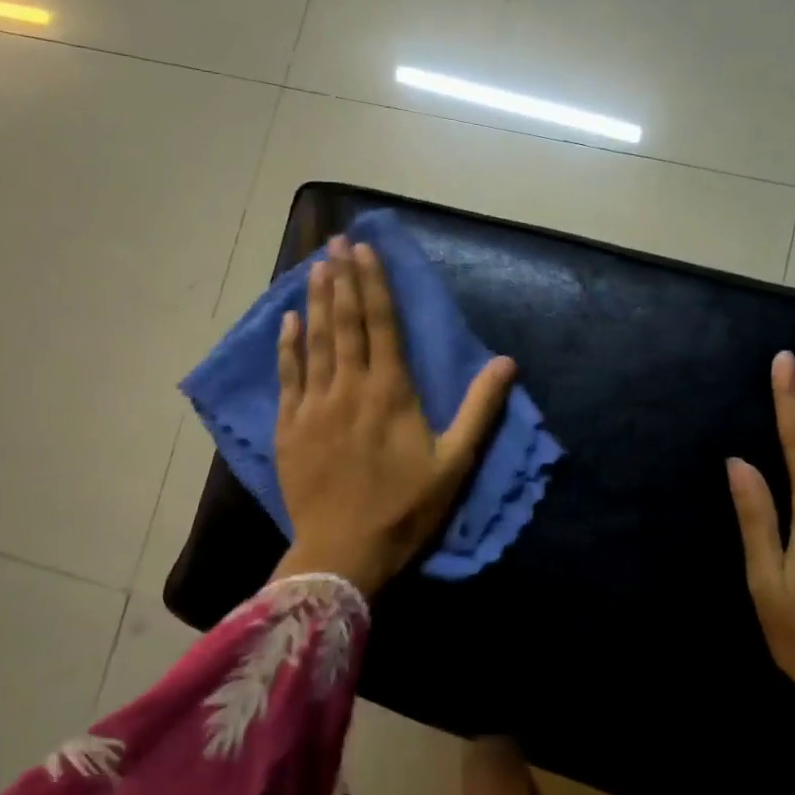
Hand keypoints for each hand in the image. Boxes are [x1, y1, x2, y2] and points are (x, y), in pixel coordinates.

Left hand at [273, 236, 516, 596]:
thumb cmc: (405, 509)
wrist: (343, 554)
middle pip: (345, 322)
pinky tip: (288, 320)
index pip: (381, 323)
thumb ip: (480, 408)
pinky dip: (288, 346)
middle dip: (342, 278)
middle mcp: (350, 387)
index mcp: (391, 391)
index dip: (373, 283)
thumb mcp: (455, 462)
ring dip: (317, 301)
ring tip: (316, 266)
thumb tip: (507, 362)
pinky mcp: (290, 428)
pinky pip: (288, 376)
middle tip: (335, 241)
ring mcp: (314, 406)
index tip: (364, 249)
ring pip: (315, 341)